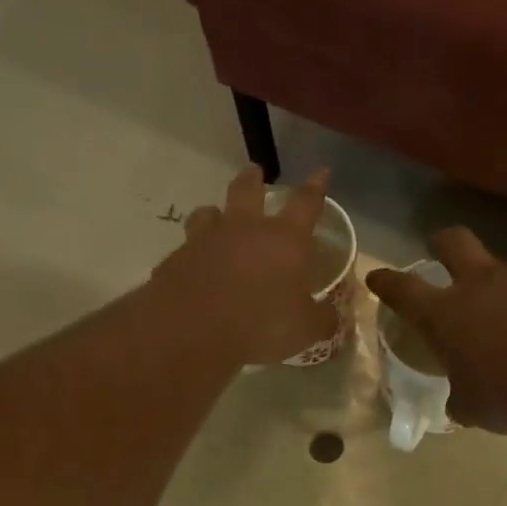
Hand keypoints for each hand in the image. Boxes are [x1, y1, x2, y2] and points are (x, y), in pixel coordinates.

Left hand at [152, 165, 339, 366]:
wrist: (194, 333)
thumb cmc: (261, 326)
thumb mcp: (305, 330)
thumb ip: (321, 318)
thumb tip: (330, 314)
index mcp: (284, 240)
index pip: (306, 204)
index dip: (316, 188)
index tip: (321, 173)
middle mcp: (244, 230)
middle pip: (247, 189)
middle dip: (253, 179)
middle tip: (254, 172)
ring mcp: (205, 241)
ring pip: (208, 213)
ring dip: (215, 213)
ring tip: (215, 217)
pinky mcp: (175, 260)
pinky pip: (186, 249)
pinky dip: (193, 254)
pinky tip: (193, 268)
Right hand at [366, 229, 506, 433]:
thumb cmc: (506, 391)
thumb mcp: (472, 407)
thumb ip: (461, 399)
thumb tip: (460, 402)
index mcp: (444, 314)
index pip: (403, 290)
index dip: (386, 283)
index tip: (377, 277)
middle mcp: (480, 284)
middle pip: (454, 243)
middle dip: (442, 243)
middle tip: (438, 247)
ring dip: (503, 276)